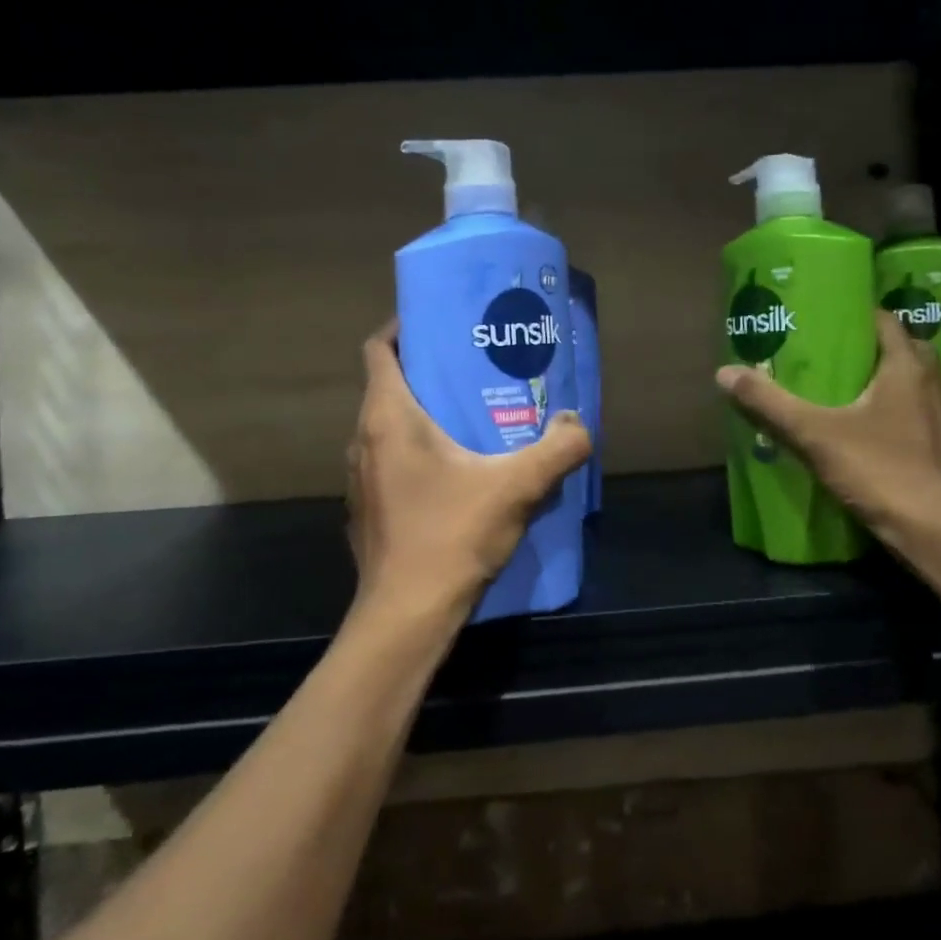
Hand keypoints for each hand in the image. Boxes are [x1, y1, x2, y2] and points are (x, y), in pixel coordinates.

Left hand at [346, 320, 591, 634]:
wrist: (406, 615)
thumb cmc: (451, 536)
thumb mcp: (516, 487)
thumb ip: (557, 450)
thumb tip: (579, 424)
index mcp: (388, 417)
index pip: (380, 348)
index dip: (405, 327)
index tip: (442, 324)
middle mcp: (364, 440)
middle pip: (389, 385)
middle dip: (428, 370)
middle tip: (474, 368)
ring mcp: (362, 478)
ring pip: (389, 427)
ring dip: (424, 414)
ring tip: (471, 415)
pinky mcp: (369, 509)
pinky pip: (392, 461)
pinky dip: (418, 451)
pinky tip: (457, 471)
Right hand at [715, 308, 940, 553]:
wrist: (937, 531)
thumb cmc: (879, 469)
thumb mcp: (814, 434)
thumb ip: (770, 404)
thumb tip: (724, 372)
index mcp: (906, 367)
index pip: (885, 322)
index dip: (857, 317)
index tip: (825, 320)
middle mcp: (933, 384)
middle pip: (903, 350)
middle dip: (871, 349)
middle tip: (831, 356)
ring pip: (915, 385)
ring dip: (887, 382)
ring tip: (846, 391)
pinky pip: (920, 415)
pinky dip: (898, 413)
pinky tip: (871, 432)